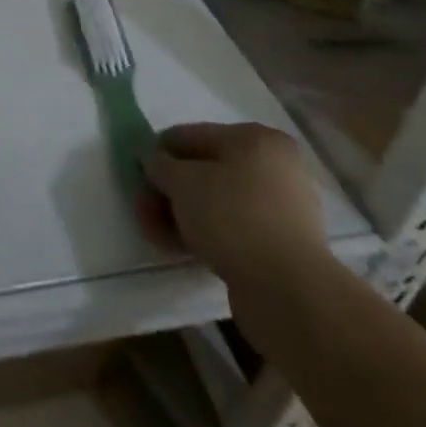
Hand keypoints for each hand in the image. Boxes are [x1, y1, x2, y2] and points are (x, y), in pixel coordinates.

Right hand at [142, 122, 328, 286]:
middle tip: (141, 206)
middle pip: (205, 171)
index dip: (160, 150)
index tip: (136, 170)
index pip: (194, 135)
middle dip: (168, 189)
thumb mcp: (182, 181)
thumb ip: (159, 165)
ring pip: (215, 203)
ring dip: (180, 214)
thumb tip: (152, 161)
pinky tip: (174, 247)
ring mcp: (280, 210)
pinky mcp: (279, 247)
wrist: (289, 292)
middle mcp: (274, 168)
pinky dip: (202, 234)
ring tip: (151, 232)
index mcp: (257, 140)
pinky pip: (231, 230)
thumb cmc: (233, 217)